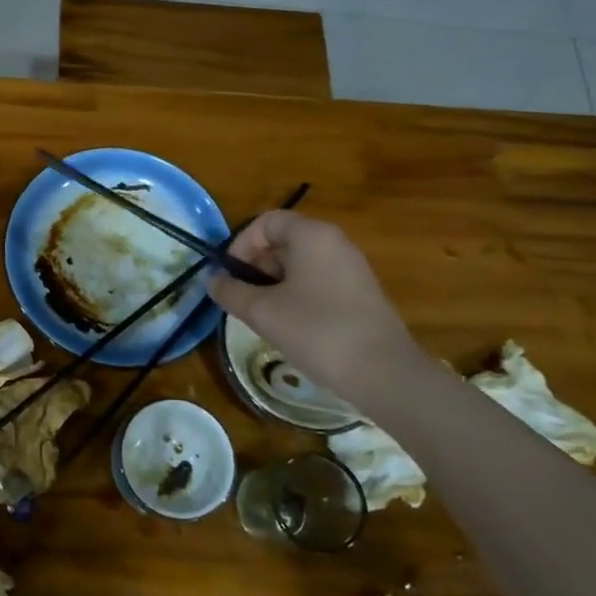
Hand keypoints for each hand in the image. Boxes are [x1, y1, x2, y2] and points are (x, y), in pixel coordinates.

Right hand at [206, 210, 421, 396]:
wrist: (384, 374)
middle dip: (255, 266)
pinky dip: (295, 295)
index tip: (230, 275)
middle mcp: (334, 243)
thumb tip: (212, 280)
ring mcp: (351, 268)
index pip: (266, 222)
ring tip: (262, 315)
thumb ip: (230, 291)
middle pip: (282, 241)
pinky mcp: (360, 293)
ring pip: (299, 264)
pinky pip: (317, 281)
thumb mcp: (262, 311)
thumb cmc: (317, 331)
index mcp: (312, 235)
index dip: (241, 244)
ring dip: (272, 284)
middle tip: (241, 298)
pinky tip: (289, 326)